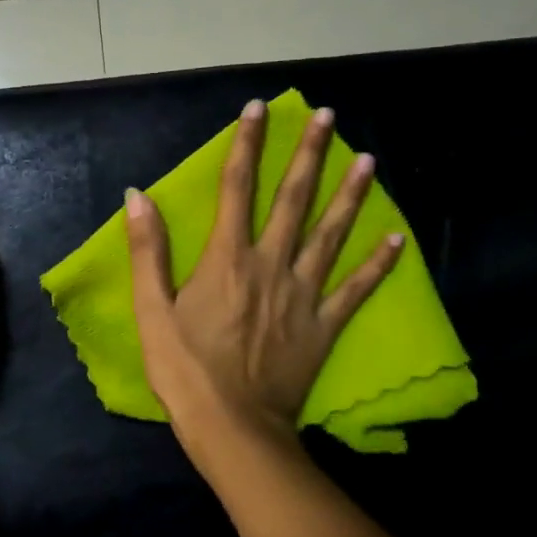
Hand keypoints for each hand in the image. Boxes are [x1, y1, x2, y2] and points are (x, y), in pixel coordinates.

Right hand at [125, 99, 402, 450]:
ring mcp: (303, 294)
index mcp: (227, 258)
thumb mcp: (151, 311)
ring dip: (350, 195)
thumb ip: (147, 251)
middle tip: (330, 117)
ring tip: (369, 160)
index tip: (260, 109)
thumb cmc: (184, 370)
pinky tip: (397, 239)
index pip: (236, 187)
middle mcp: (271, 264)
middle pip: (293, 199)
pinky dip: (378, 264)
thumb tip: (138, 196)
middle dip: (310, 154)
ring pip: (331, 234)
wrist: (233, 427)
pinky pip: (356, 289)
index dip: (247, 144)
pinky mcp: (324, 325)